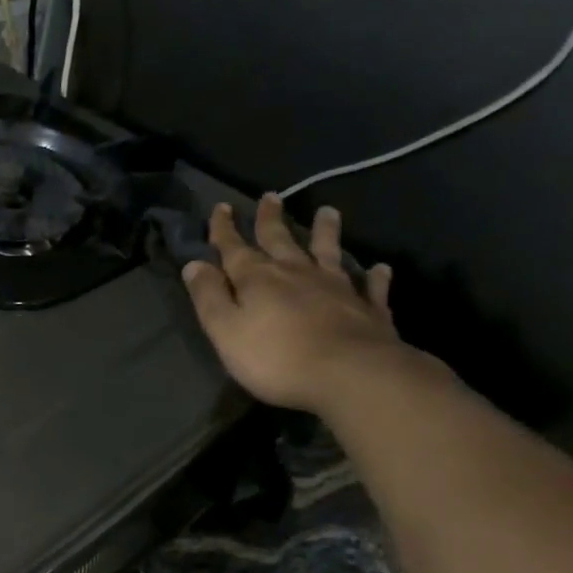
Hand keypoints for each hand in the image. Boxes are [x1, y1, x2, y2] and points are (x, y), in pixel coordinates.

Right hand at [181, 195, 406, 413]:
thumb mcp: (225, 330)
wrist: (351, 375)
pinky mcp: (368, 308)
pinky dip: (373, 275)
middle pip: (280, 240)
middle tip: (270, 197)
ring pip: (328, 252)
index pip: (234, 247)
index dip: (224, 229)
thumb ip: (209, 296)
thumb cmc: (276, 357)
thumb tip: (194, 264)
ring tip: (328, 212)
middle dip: (270, 219)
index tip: (221, 207)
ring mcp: (336, 288)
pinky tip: (379, 267)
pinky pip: (370, 286)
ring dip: (326, 232)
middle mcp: (296, 273)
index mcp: (257, 279)